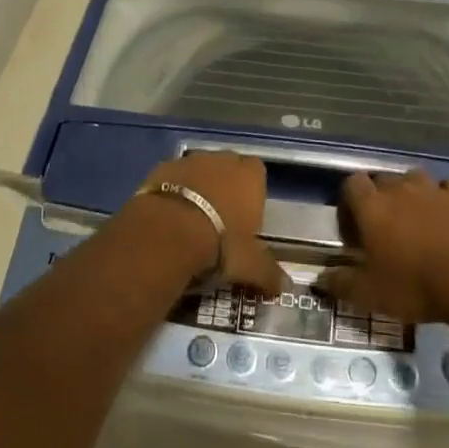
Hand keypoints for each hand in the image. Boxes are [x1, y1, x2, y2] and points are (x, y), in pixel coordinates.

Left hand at [136, 152, 285, 291]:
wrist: (168, 232)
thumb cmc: (220, 243)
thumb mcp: (249, 265)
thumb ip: (268, 273)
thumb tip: (285, 287)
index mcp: (249, 176)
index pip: (257, 172)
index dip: (252, 191)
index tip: (246, 215)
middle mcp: (222, 160)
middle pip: (227, 167)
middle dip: (225, 186)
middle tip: (219, 218)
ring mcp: (190, 160)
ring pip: (199, 169)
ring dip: (198, 186)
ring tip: (191, 219)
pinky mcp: (162, 167)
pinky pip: (173, 177)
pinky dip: (173, 191)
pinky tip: (168, 216)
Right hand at [318, 170, 448, 322]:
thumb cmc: (411, 285)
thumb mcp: (368, 293)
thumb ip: (340, 284)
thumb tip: (320, 280)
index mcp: (371, 206)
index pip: (352, 183)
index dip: (350, 201)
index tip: (354, 227)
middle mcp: (398, 188)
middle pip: (382, 179)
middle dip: (380, 197)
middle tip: (383, 227)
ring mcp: (432, 189)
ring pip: (414, 177)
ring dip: (411, 192)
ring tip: (414, 217)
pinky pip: (448, 187)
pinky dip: (445, 196)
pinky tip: (446, 213)